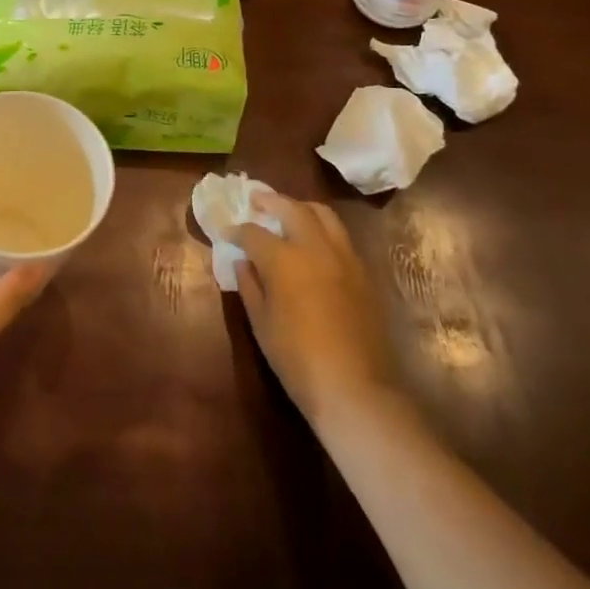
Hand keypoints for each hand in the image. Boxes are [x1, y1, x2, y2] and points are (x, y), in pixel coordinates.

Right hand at [232, 192, 398, 429]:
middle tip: (256, 199)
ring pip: (323, 215)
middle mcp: (315, 248)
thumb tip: (242, 262)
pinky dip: (322, 228)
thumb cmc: (297, 359)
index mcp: (284, 260)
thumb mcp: (261, 324)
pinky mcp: (363, 273)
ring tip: (287, 212)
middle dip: (270, 201)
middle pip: (292, 209)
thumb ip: (249, 286)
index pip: (254, 233)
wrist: (355, 389)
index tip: (226, 231)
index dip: (237, 230)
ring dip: (301, 208)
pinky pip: (340, 236)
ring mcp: (344, 258)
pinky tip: (313, 242)